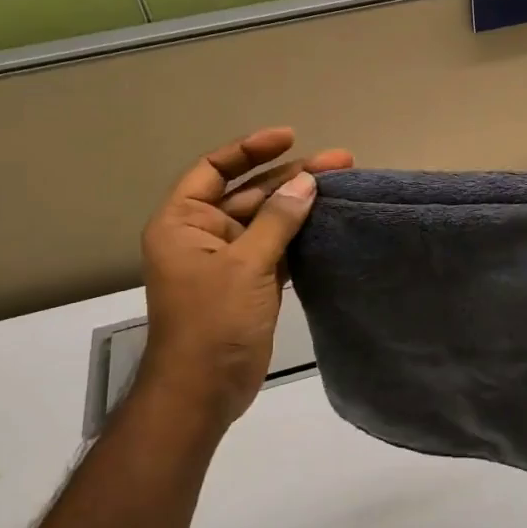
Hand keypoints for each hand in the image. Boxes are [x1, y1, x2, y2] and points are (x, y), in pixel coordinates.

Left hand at [135, 128, 352, 431]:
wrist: (204, 390)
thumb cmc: (213, 322)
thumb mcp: (245, 265)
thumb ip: (278, 221)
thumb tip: (307, 182)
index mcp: (183, 223)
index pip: (214, 169)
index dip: (250, 150)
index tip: (290, 137)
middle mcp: (203, 235)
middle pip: (249, 193)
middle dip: (290, 177)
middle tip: (339, 162)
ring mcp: (229, 260)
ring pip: (268, 221)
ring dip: (300, 204)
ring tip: (343, 184)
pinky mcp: (252, 282)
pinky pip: (278, 247)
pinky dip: (301, 234)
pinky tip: (331, 221)